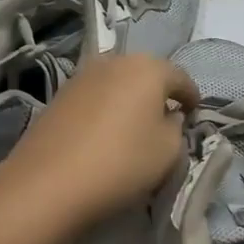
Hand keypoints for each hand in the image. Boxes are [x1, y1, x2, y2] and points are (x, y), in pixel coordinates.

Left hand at [0, 53, 198, 233]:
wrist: (48, 183)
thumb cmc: (121, 162)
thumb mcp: (168, 151)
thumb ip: (176, 128)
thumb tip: (168, 117)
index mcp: (148, 67)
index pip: (180, 78)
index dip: (192, 97)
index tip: (195, 114)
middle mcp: (114, 61)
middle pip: (145, 74)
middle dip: (158, 94)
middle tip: (166, 120)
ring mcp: (81, 76)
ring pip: (117, 84)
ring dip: (129, 100)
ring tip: (134, 128)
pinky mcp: (58, 96)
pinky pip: (95, 98)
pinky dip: (105, 110)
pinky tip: (105, 133)